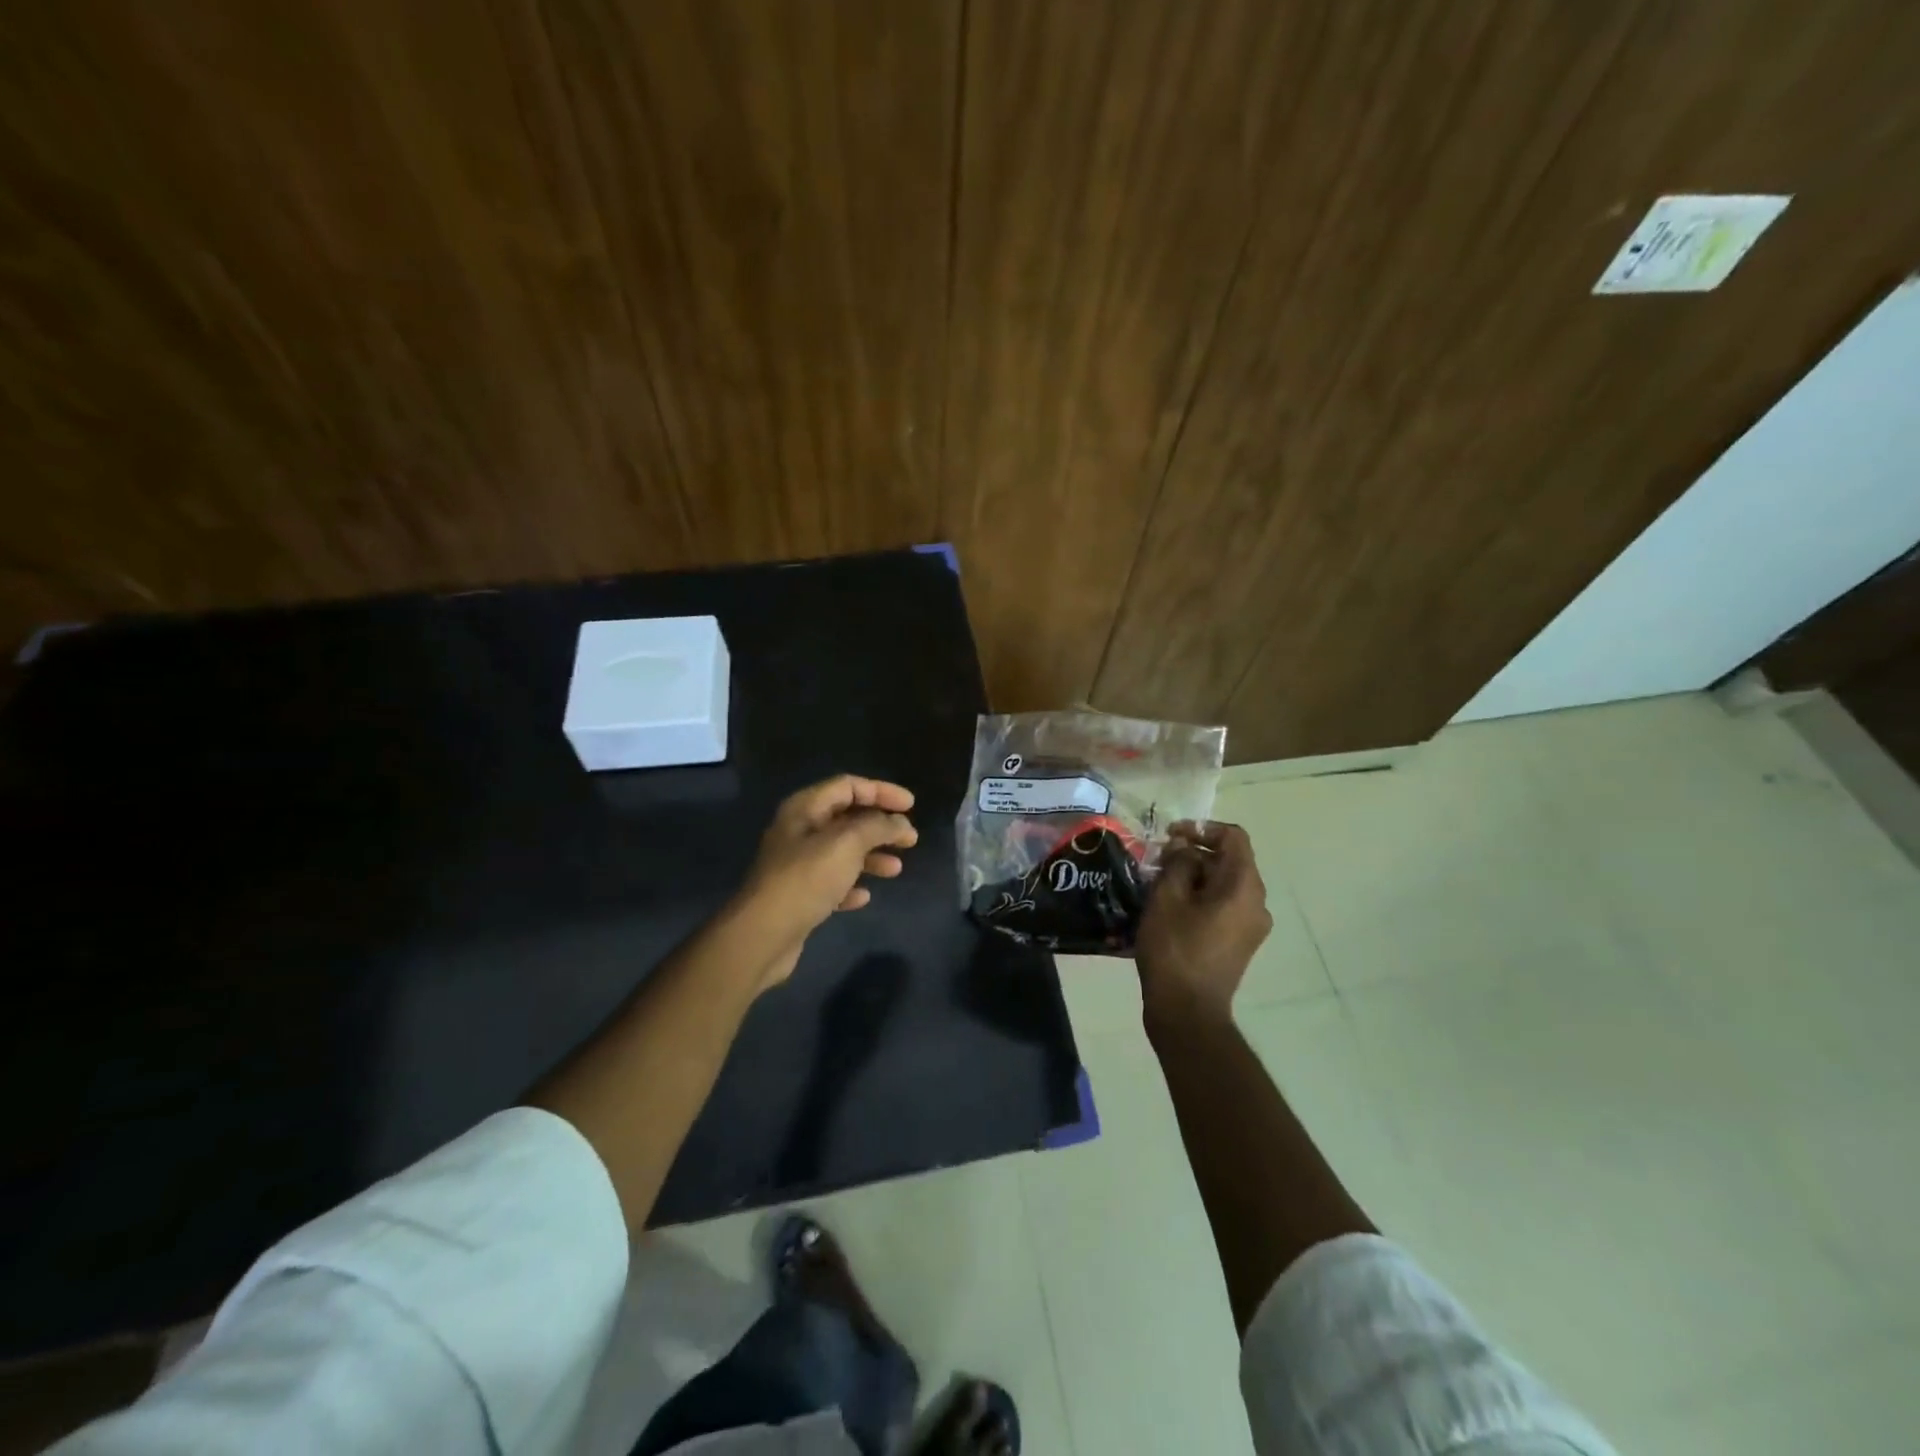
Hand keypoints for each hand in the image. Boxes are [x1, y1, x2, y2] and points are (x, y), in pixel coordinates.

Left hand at [737, 775, 917, 986]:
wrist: (763, 934)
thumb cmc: (806, 879)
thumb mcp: (847, 843)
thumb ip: (877, 826)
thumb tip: (900, 823)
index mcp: (805, 808)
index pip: (849, 786)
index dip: (882, 791)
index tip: (912, 806)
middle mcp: (799, 831)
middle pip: (847, 818)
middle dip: (880, 826)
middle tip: (910, 839)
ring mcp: (797, 864)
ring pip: (842, 852)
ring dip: (871, 856)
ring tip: (895, 869)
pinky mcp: (798, 895)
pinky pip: (831, 882)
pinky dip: (851, 885)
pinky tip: (864, 897)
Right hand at [1135, 820, 1272, 1024]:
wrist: (1187, 1011)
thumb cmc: (1175, 950)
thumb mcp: (1167, 898)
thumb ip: (1178, 863)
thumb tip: (1185, 849)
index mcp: (1244, 886)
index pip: (1234, 838)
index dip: (1202, 829)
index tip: (1171, 836)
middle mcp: (1257, 902)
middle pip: (1231, 860)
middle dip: (1195, 852)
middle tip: (1159, 858)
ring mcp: (1252, 925)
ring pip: (1226, 883)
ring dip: (1195, 874)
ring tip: (1161, 881)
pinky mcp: (1241, 942)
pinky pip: (1225, 905)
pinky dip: (1202, 895)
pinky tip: (1172, 905)